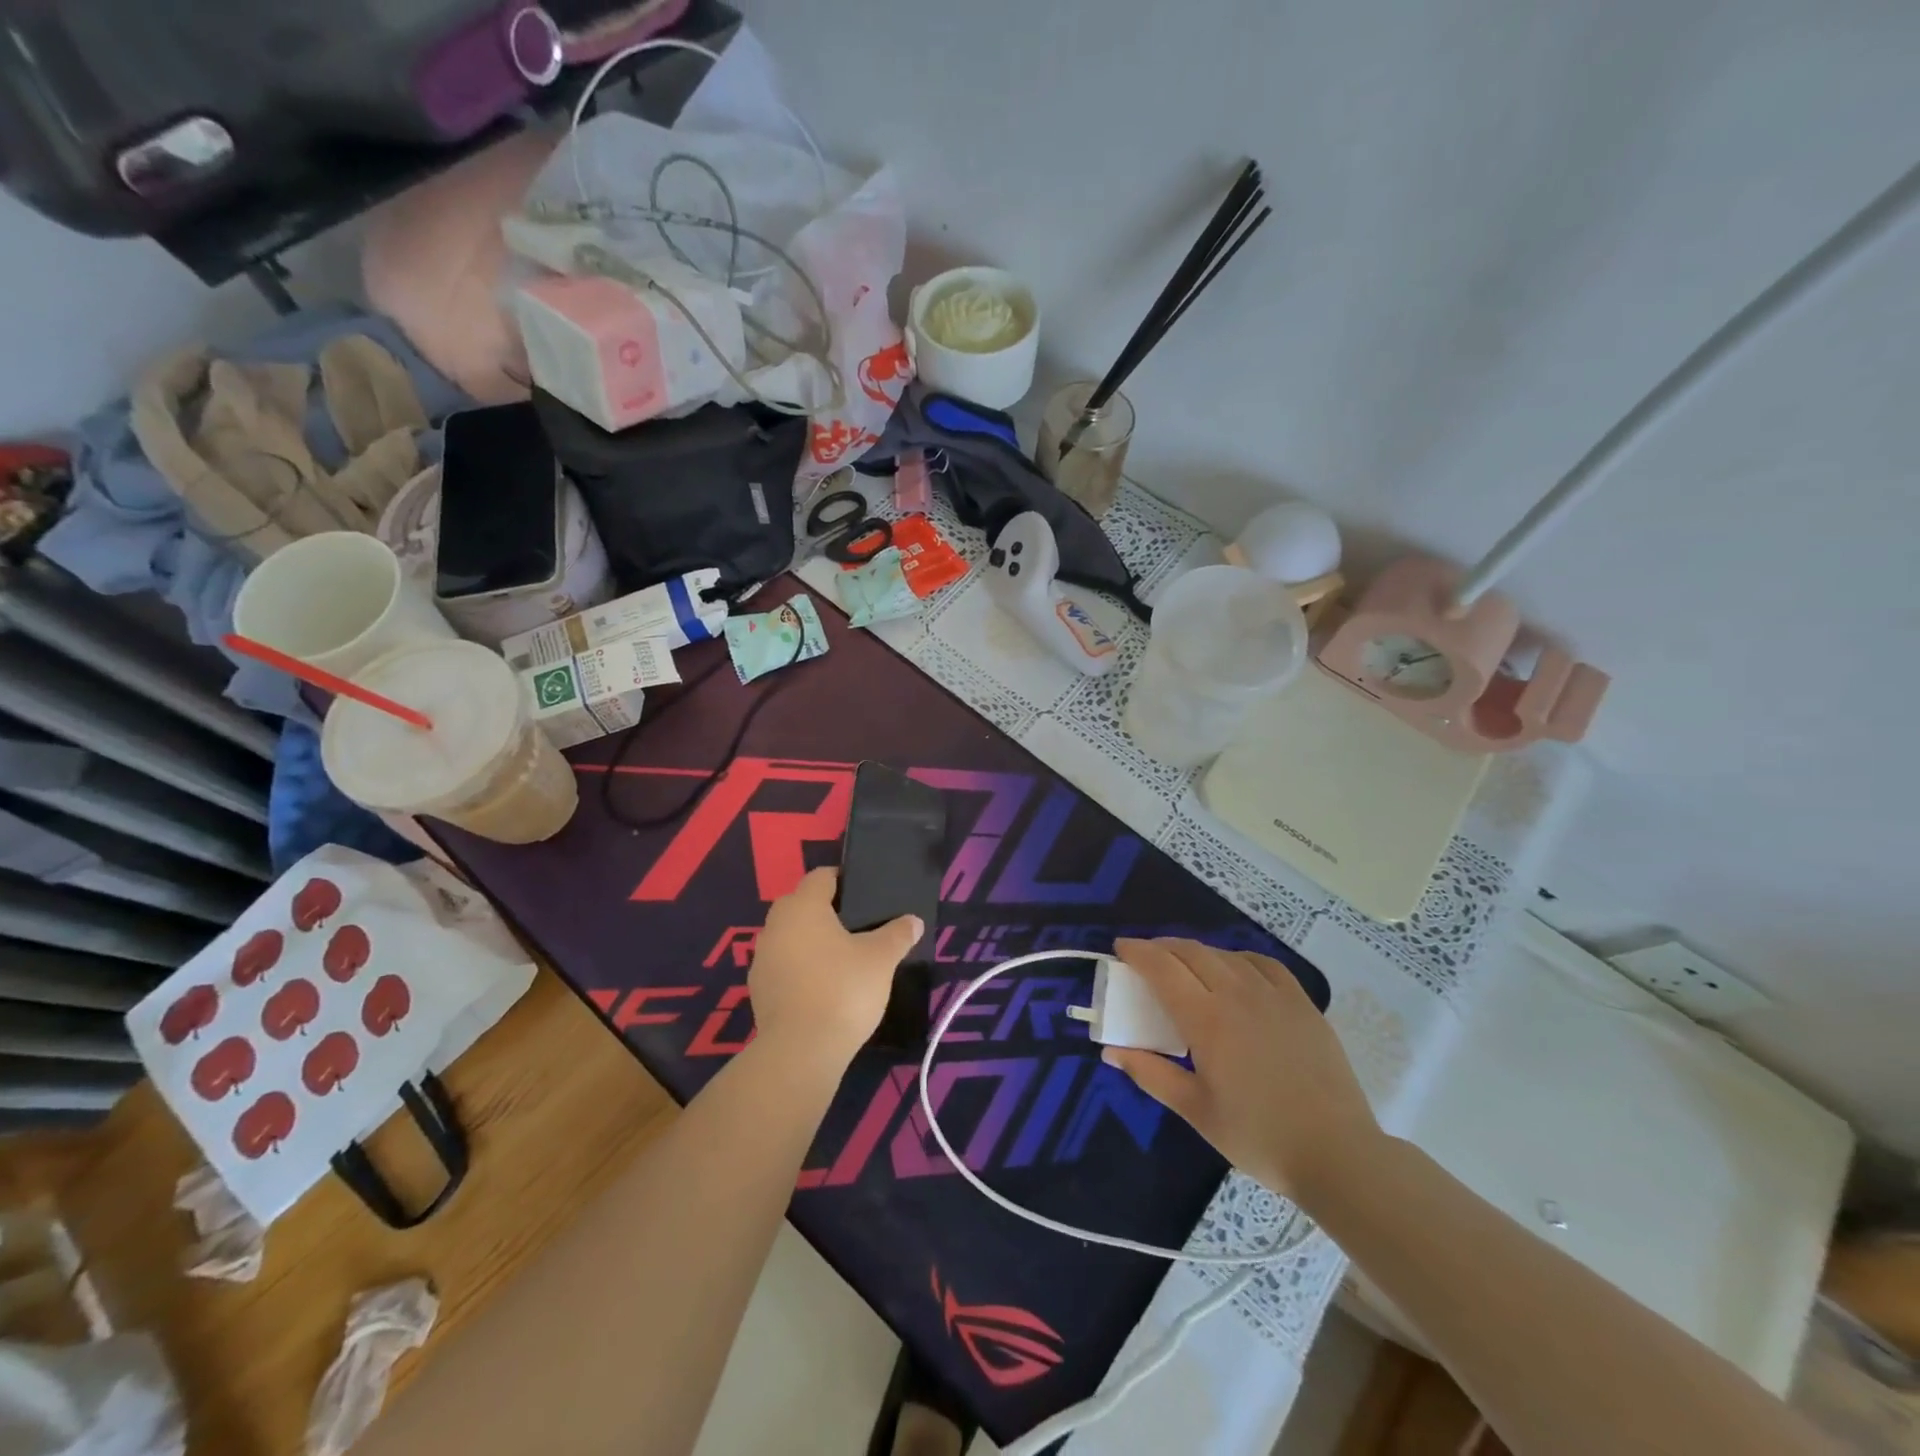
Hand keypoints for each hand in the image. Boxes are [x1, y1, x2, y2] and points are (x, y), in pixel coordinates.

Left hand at [747, 868, 921, 1071]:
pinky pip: (783, 966)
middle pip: (802, 905)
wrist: (801, 1051)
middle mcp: (775, 925)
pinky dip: (800, 970)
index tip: (865, 895)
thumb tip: (914, 921)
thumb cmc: (843, 990)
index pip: (821, 877)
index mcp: (803, 906)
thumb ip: (898, 935)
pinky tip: (823, 988)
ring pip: (790, 936)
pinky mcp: (758, 989)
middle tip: (859, 928)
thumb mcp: (881, 959)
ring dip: (811, 942)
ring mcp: (762, 958)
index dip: (844, 880)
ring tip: (843, 960)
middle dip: (827, 912)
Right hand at [1102, 938, 1380, 1202]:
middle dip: (1162, 948)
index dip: (1138, 952)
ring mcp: (1274, 995)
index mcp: (1207, 1020)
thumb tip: (1112, 1051)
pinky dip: (1238, 959)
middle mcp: (1238, 994)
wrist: (1337, 1153)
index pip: (1162, 968)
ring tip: (1185, 965)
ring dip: (1197, 952)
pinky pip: (1264, 964)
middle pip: (1191, 952)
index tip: (1121, 948)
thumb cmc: (1259, 1136)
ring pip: (1226, 954)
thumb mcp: (1196, 1111)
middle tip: (1145, 958)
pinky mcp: (1302, 1003)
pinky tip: (1236, 971)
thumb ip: (1151, 1073)